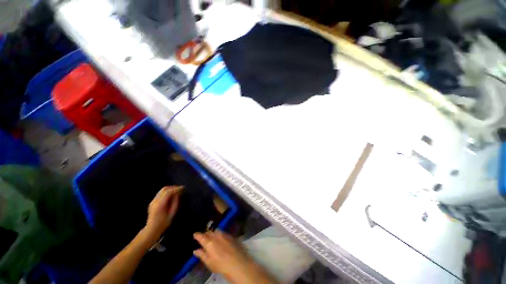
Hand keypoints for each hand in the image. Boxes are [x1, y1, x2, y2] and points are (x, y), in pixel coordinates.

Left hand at [144, 186, 181, 242]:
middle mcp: (155, 201)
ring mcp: (153, 201)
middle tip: (180, 189)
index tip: (183, 188)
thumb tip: (178, 194)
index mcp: (160, 204)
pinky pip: (160, 193)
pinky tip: (171, 195)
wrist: (151, 229)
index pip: (168, 192)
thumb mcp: (172, 213)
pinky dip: (167, 192)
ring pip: (162, 190)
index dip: (176, 188)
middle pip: (164, 189)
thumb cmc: (163, 223)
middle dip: (173, 187)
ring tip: (177, 191)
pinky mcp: (153, 202)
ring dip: (170, 189)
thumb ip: (175, 202)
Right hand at [193, 231, 276, 283]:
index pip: (202, 236)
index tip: (195, 234)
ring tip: (211, 236)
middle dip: (205, 233)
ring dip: (213, 233)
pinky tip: (221, 238)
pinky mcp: (231, 236)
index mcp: (209, 242)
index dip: (197, 235)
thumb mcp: (209, 262)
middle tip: (203, 236)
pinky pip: (223, 232)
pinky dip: (220, 234)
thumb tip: (195, 250)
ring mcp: (225, 234)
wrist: (238, 263)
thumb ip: (202, 255)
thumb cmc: (221, 265)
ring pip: (216, 231)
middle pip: (209, 232)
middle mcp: (217, 236)